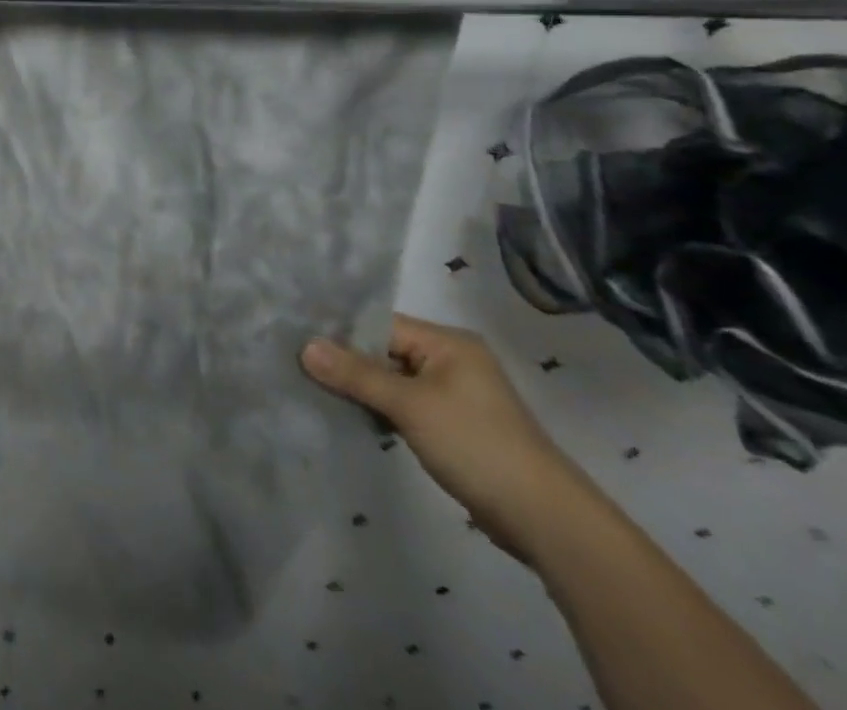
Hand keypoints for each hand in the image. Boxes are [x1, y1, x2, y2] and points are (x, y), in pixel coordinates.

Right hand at [301, 314, 596, 562]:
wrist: (547, 522)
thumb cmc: (477, 446)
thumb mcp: (410, 405)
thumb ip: (356, 374)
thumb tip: (304, 347)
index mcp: (448, 342)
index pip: (380, 324)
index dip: (340, 332)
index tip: (298, 340)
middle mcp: (451, 360)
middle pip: (385, 350)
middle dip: (347, 361)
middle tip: (299, 365)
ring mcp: (455, 395)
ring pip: (393, 380)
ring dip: (362, 388)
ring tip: (316, 388)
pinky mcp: (454, 426)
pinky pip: (405, 405)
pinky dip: (381, 409)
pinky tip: (352, 415)